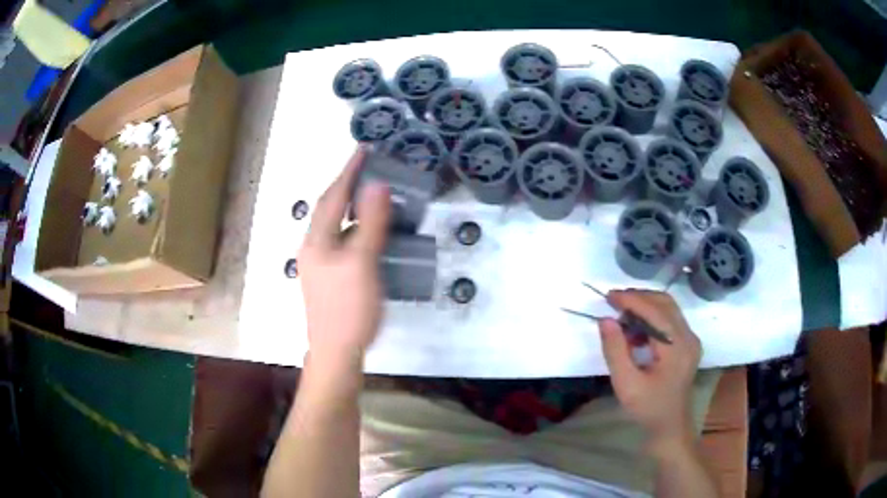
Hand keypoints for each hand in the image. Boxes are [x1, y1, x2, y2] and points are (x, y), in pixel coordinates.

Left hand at [298, 148, 390, 368]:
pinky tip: (367, 233)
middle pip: (329, 208)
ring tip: (370, 194)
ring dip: (350, 206)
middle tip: (367, 167)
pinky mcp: (327, 277)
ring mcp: (318, 264)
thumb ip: (370, 223)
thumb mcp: (362, 263)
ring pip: (334, 225)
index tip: (365, 149)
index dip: (349, 171)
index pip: (334, 196)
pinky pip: (340, 241)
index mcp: (316, 240)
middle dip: (346, 185)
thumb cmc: (348, 308)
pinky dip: (354, 228)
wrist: (336, 352)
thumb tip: (377, 184)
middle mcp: (312, 247)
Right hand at [599, 290, 701, 448]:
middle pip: (665, 303)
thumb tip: (606, 320)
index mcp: (677, 347)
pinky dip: (652, 318)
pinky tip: (636, 331)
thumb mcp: (626, 384)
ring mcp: (690, 340)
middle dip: (639, 298)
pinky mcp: (688, 344)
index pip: (655, 312)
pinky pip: (670, 320)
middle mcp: (689, 337)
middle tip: (614, 302)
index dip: (632, 300)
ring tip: (622, 315)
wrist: (670, 426)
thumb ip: (615, 350)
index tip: (609, 297)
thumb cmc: (648, 408)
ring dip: (645, 306)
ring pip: (668, 309)